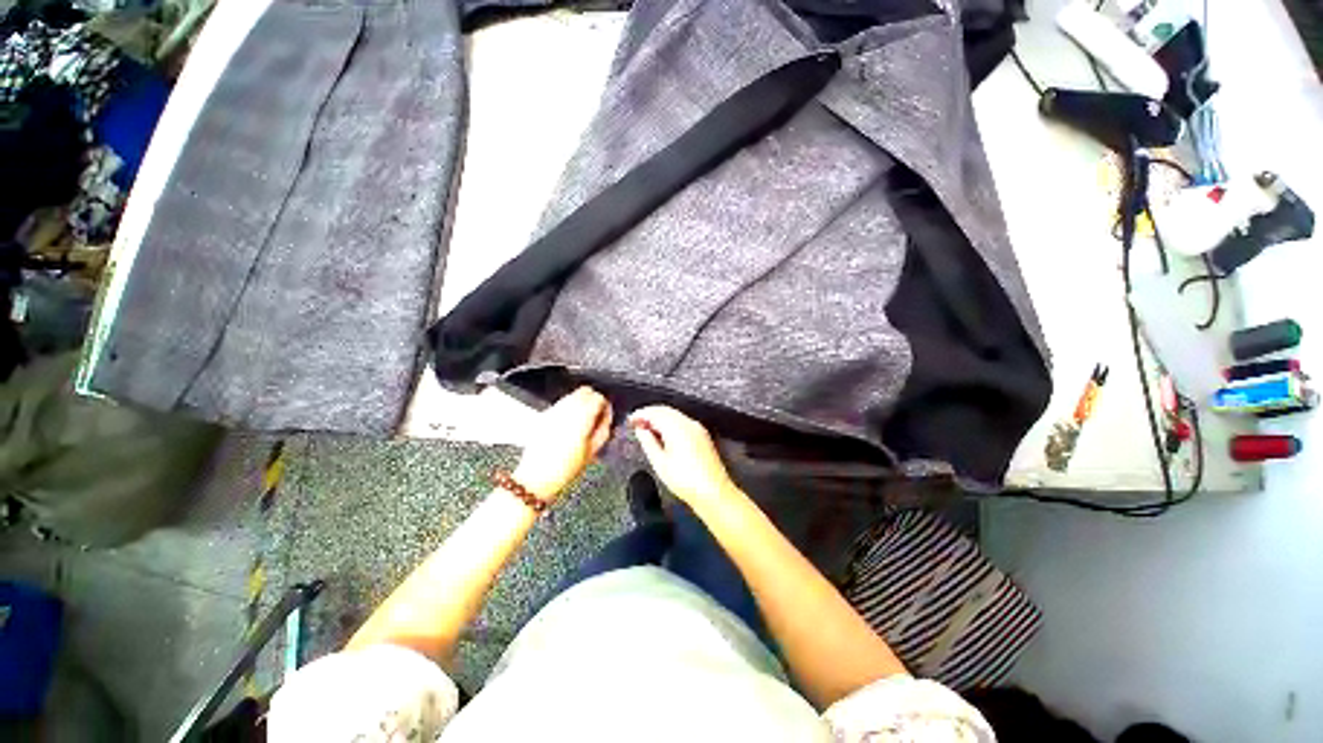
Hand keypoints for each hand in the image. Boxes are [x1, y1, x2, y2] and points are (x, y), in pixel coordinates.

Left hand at [513, 387, 612, 501]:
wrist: (537, 478)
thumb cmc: (564, 469)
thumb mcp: (593, 450)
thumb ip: (604, 429)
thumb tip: (607, 417)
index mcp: (581, 417)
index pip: (598, 397)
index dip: (605, 405)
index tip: (605, 414)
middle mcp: (566, 410)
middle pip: (584, 391)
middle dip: (593, 400)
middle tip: (596, 414)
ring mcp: (553, 411)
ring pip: (572, 395)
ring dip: (580, 403)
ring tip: (583, 421)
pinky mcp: (544, 416)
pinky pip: (561, 404)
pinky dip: (569, 409)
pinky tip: (570, 424)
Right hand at [628, 406, 737, 506]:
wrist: (713, 492)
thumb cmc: (685, 480)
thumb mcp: (660, 463)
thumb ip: (648, 442)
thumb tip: (640, 430)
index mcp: (677, 427)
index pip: (655, 412)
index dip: (640, 414)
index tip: (630, 420)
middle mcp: (688, 423)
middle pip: (665, 410)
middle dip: (649, 414)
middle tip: (636, 423)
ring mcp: (697, 428)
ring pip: (674, 415)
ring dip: (659, 418)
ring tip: (647, 429)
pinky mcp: (702, 435)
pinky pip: (682, 422)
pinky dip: (670, 423)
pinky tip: (663, 434)